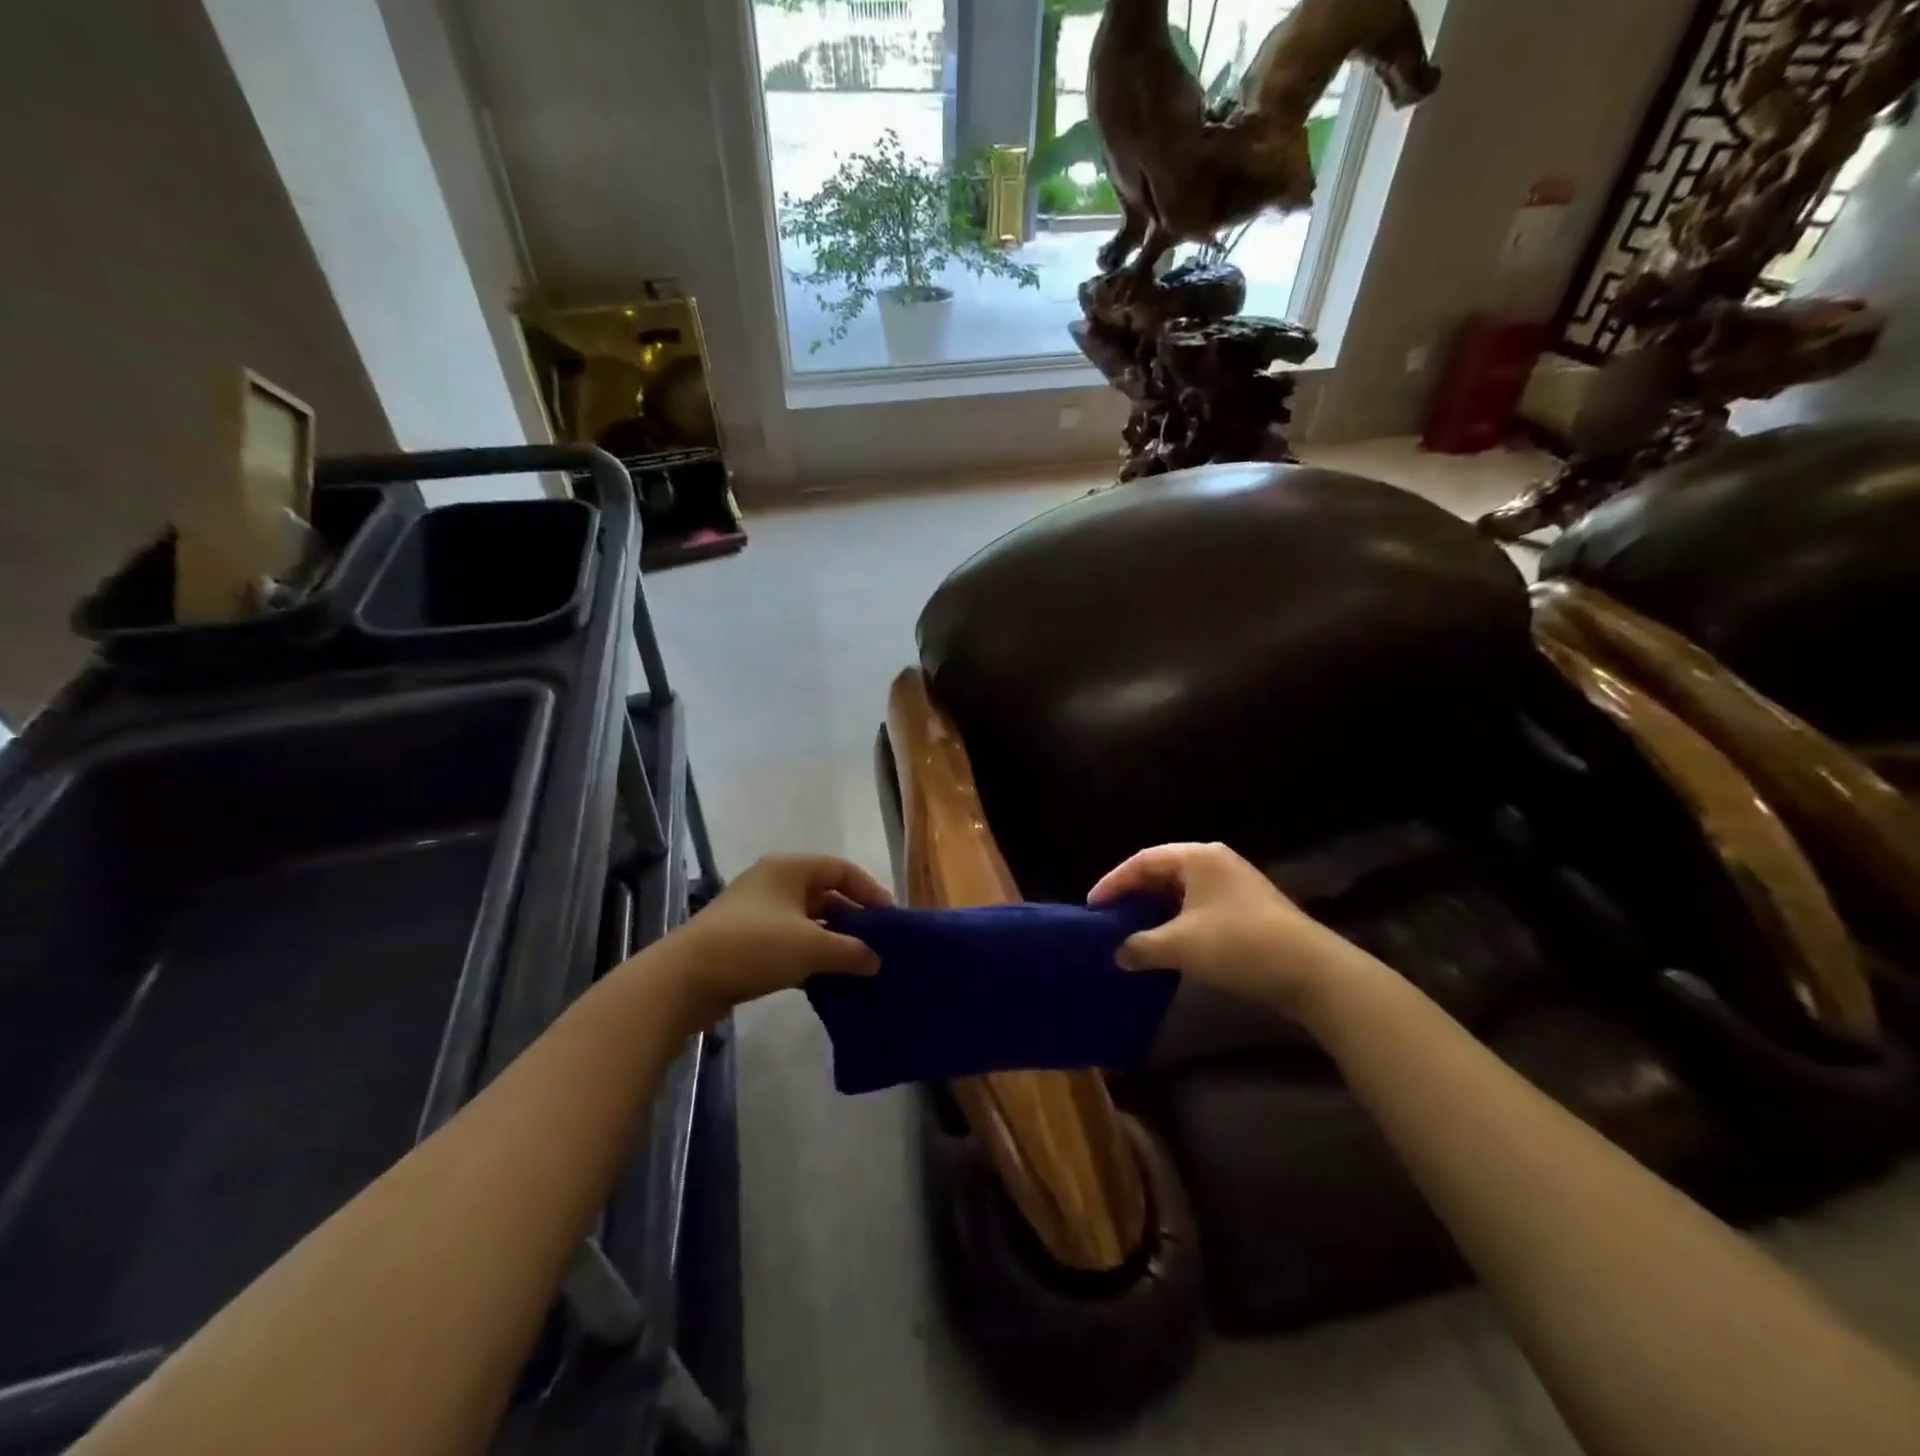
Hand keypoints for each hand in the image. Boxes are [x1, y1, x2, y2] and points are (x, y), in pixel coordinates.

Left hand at [667, 855, 891, 1016]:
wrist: (685, 979)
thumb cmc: (755, 946)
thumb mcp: (811, 947)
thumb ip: (851, 950)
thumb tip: (876, 960)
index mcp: (791, 869)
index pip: (842, 869)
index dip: (870, 891)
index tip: (889, 920)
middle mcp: (774, 882)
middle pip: (825, 893)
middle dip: (852, 919)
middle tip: (876, 945)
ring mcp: (757, 911)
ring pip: (807, 920)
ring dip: (831, 940)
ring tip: (856, 965)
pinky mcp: (745, 940)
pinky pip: (789, 940)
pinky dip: (809, 955)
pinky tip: (825, 978)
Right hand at [1089, 842, 1349, 1017]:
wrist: (1312, 972)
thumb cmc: (1238, 945)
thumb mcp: (1181, 946)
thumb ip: (1141, 945)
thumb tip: (1117, 953)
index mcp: (1197, 857)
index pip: (1142, 861)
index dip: (1113, 883)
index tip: (1091, 907)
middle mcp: (1215, 862)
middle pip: (1162, 872)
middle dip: (1133, 895)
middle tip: (1108, 918)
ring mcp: (1234, 884)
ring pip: (1181, 891)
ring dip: (1155, 911)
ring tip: (1130, 931)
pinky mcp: (1247, 908)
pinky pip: (1198, 906)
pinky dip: (1177, 921)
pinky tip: (1166, 942)